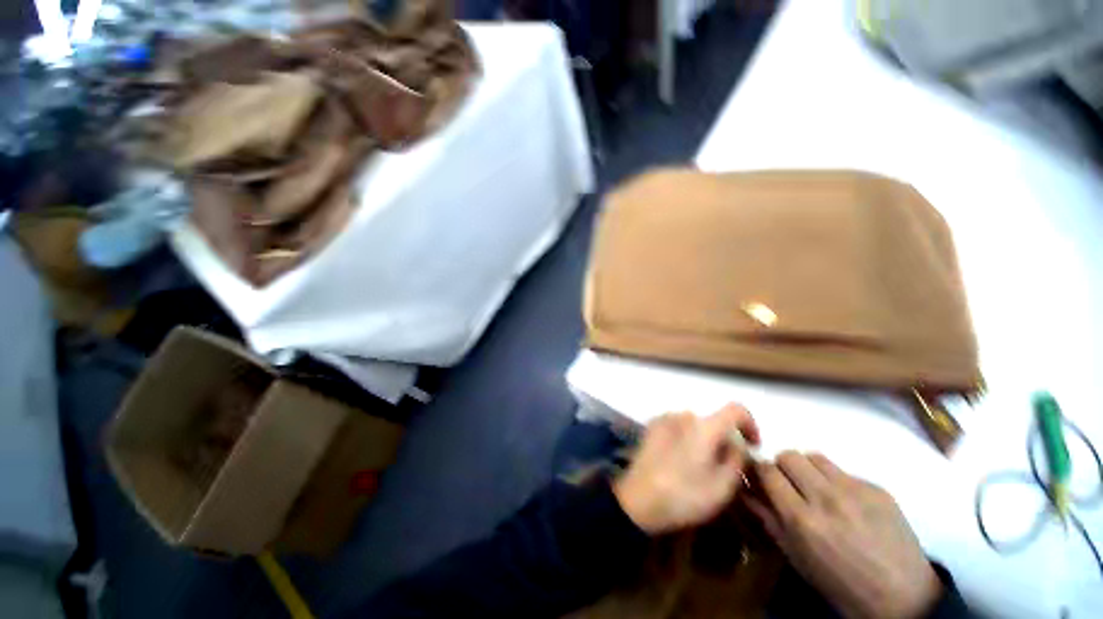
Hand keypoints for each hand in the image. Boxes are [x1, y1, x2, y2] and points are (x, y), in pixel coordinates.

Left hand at [613, 404, 759, 534]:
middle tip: (723, 468)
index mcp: (704, 426)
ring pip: (694, 425)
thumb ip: (737, 460)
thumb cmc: (684, 495)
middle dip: (723, 440)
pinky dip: (685, 438)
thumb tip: (737, 445)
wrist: (638, 499)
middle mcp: (683, 415)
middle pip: (713, 421)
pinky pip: (677, 427)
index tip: (753, 446)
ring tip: (698, 468)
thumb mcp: (722, 486)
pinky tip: (678, 461)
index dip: (750, 424)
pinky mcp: (651, 427)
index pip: (735, 409)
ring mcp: (664, 419)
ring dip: (703, 440)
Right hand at [747, 452, 941, 618]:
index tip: (759, 476)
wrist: (903, 597)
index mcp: (802, 519)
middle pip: (789, 455)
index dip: (759, 470)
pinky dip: (834, 480)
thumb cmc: (840, 583)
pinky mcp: (877, 488)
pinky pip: (843, 471)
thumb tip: (744, 489)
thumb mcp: (796, 557)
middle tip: (789, 484)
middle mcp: (826, 497)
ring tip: (815, 489)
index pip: (767, 471)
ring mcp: (855, 490)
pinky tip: (845, 503)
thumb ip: (767, 518)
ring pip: (814, 456)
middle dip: (782, 466)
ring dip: (807, 468)